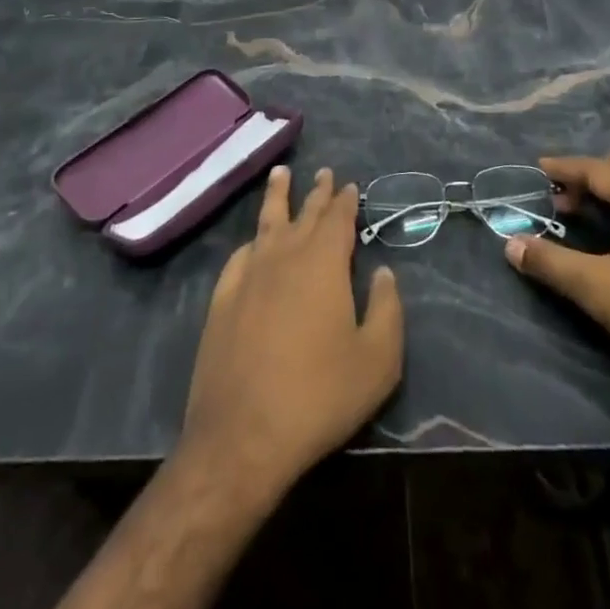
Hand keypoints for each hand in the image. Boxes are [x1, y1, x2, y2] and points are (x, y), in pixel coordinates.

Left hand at [180, 165, 403, 499]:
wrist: (242, 436)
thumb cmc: (320, 396)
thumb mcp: (377, 361)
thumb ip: (387, 309)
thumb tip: (384, 272)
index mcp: (323, 262)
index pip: (337, 218)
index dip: (345, 200)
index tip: (350, 185)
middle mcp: (284, 255)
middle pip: (304, 213)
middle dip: (317, 192)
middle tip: (324, 172)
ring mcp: (248, 275)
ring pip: (266, 222)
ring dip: (277, 196)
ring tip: (281, 174)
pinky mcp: (222, 300)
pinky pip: (240, 256)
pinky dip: (252, 242)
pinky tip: (253, 242)